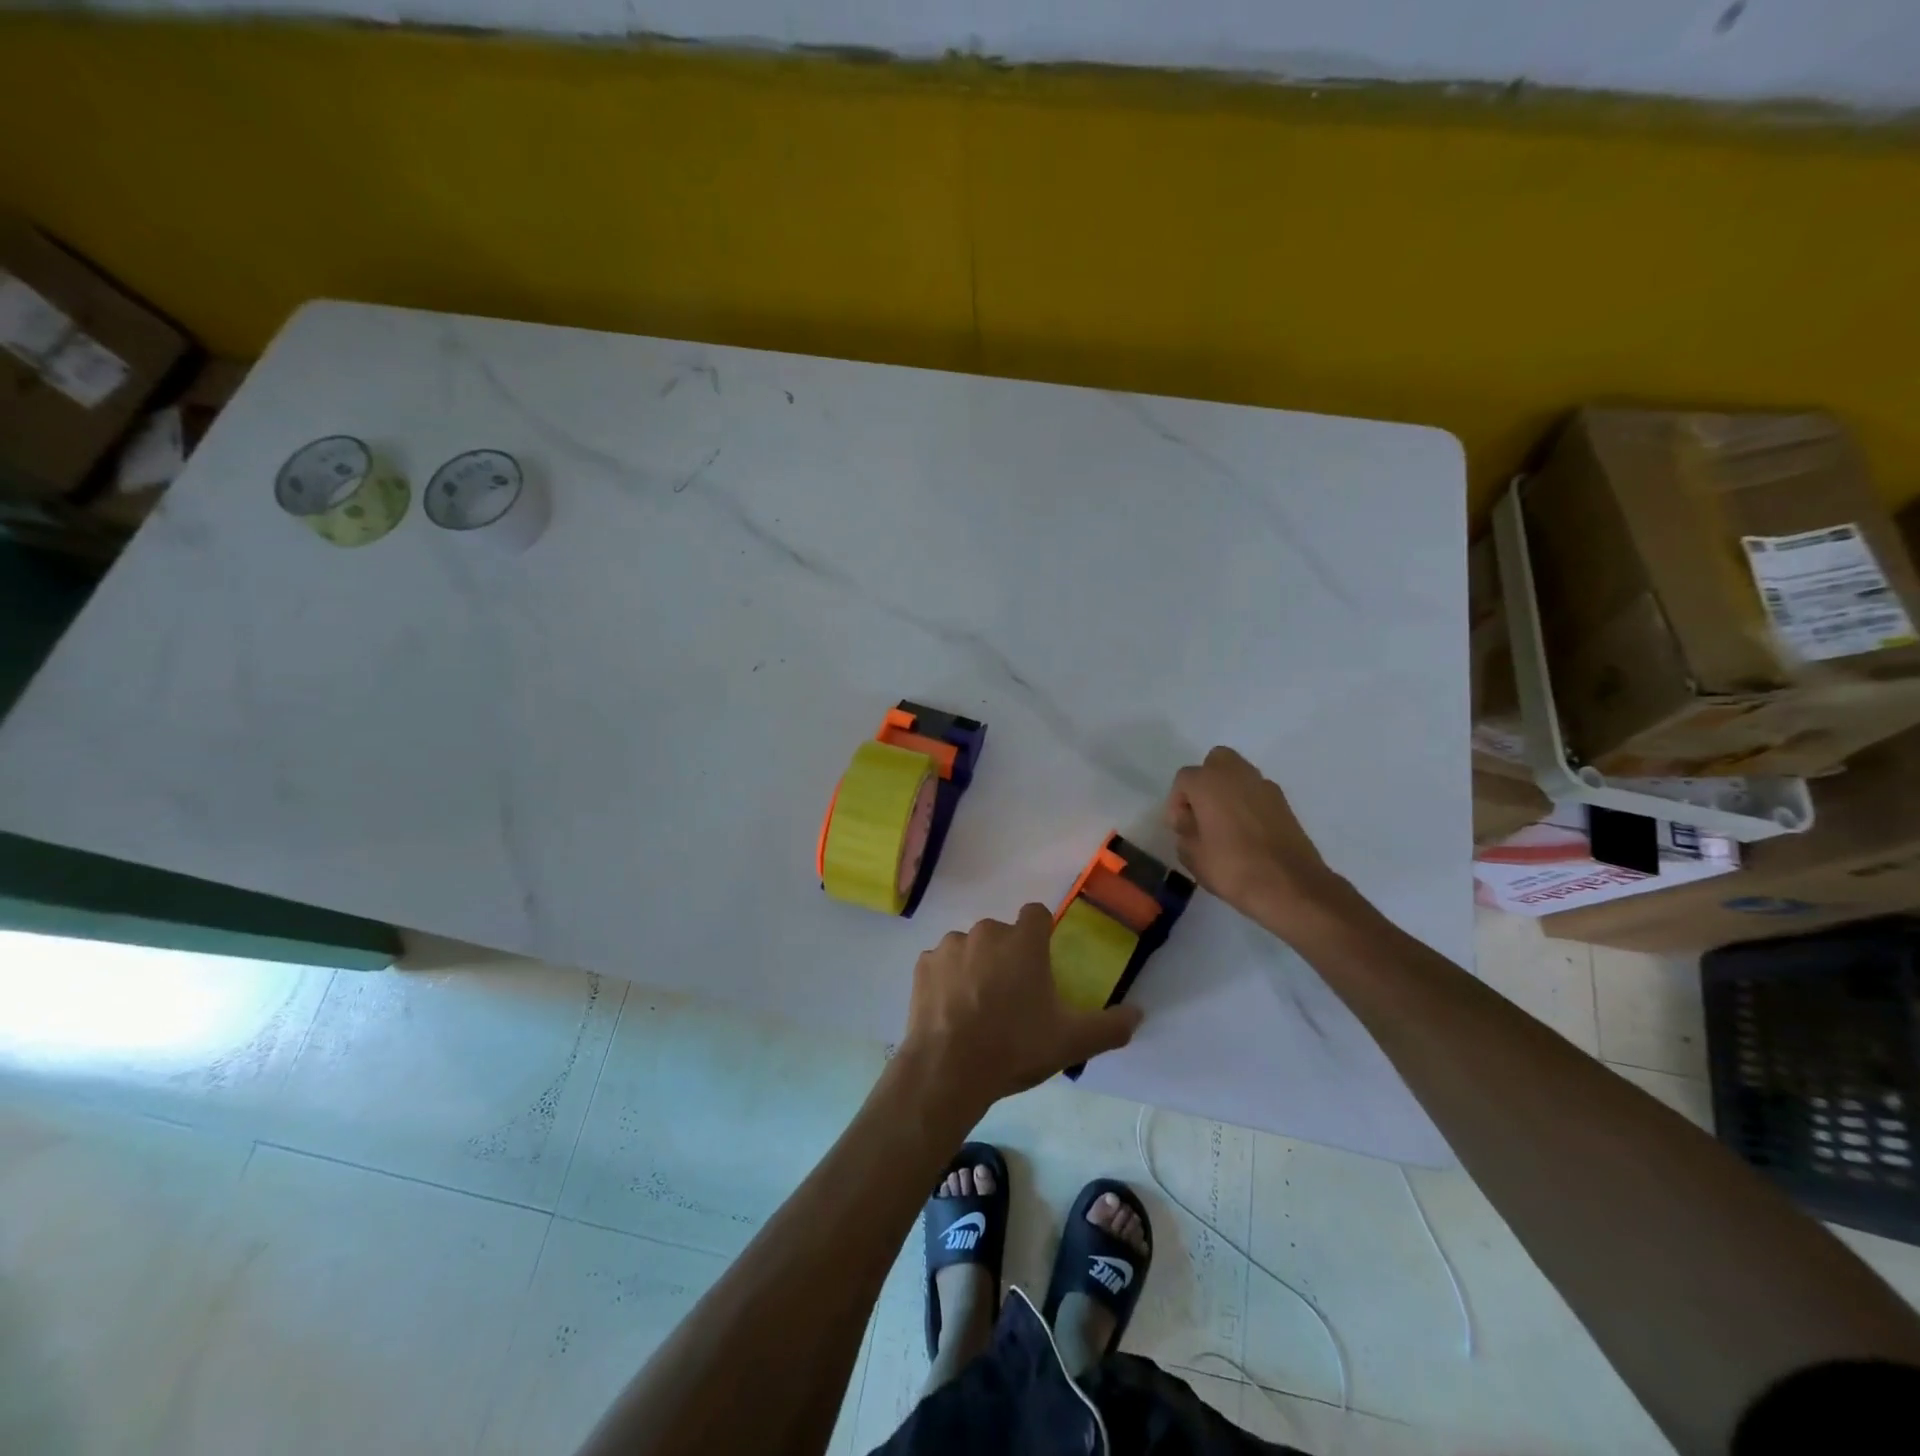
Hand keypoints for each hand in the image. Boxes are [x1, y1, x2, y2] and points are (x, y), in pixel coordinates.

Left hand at [900, 903, 1141, 1113]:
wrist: (948, 1069)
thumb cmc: (1015, 1047)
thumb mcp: (1072, 1042)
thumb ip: (1111, 1026)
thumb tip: (1139, 1014)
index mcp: (1023, 940)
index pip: (1037, 914)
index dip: (1041, 935)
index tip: (1041, 964)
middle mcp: (986, 931)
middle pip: (1002, 934)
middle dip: (1007, 956)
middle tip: (1012, 998)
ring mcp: (950, 946)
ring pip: (970, 948)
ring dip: (975, 967)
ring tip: (978, 1008)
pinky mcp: (923, 965)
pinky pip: (941, 965)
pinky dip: (947, 981)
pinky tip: (951, 1012)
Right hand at [1167, 746, 1349, 935]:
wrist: (1290, 886)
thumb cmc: (1232, 868)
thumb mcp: (1192, 856)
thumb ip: (1184, 832)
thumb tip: (1190, 822)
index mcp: (1208, 783)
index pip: (1184, 779)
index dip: (1177, 803)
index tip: (1180, 828)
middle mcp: (1237, 775)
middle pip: (1215, 762)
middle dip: (1205, 782)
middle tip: (1202, 813)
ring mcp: (1265, 787)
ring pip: (1239, 775)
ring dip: (1228, 792)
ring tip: (1224, 825)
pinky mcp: (1284, 803)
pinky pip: (1257, 793)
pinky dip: (1249, 804)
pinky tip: (1247, 833)